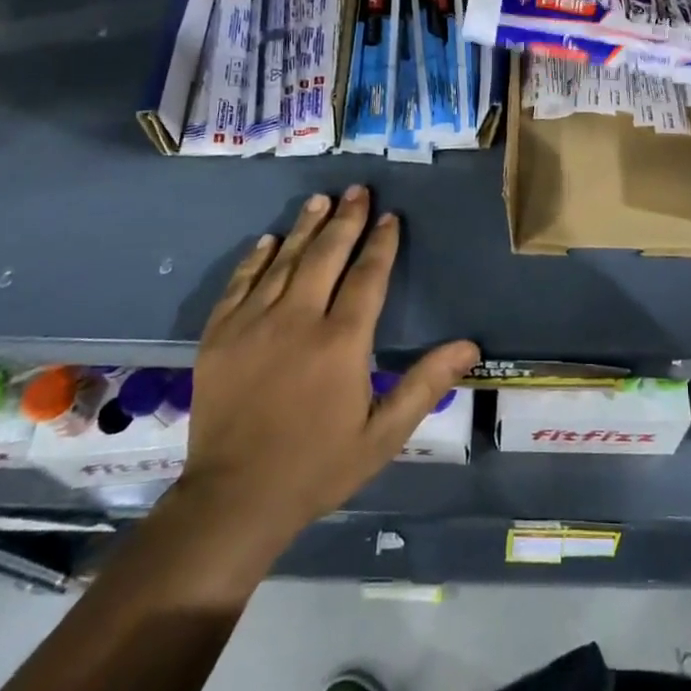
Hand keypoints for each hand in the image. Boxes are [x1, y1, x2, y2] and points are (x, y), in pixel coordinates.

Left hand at [176, 188, 476, 548]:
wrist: (234, 500)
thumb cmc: (318, 466)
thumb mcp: (383, 433)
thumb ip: (425, 384)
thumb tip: (470, 345)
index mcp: (342, 341)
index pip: (368, 276)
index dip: (381, 243)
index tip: (390, 217)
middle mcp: (298, 320)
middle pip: (327, 255)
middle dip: (346, 219)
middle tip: (357, 190)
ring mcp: (253, 324)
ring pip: (285, 261)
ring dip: (306, 227)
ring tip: (321, 199)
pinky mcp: (220, 336)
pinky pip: (240, 284)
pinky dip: (256, 258)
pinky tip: (269, 240)